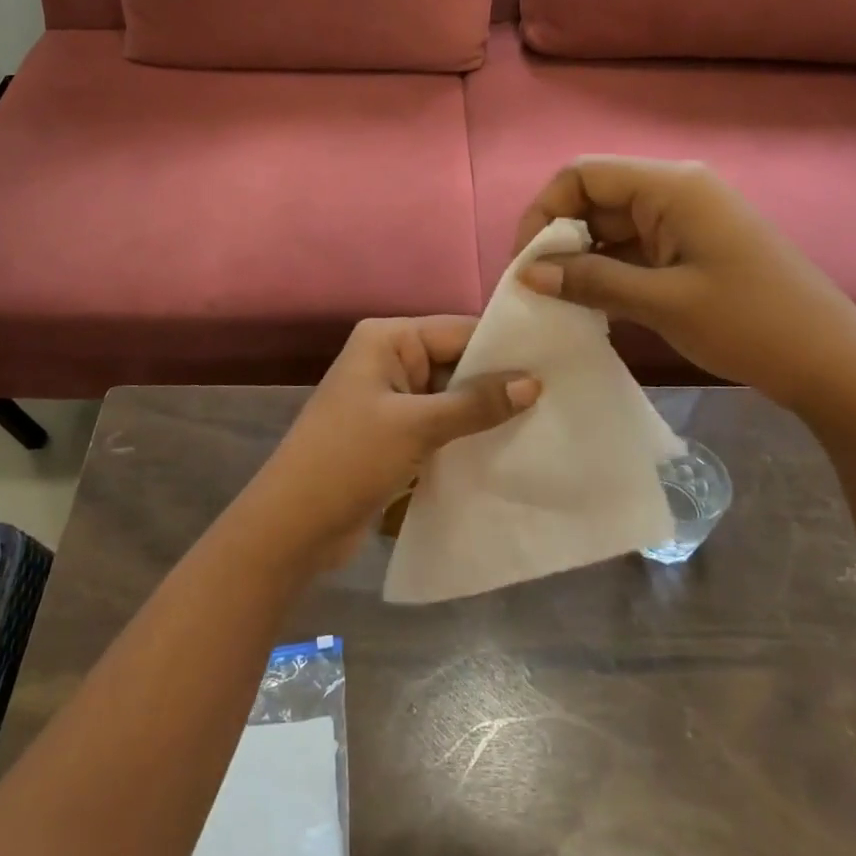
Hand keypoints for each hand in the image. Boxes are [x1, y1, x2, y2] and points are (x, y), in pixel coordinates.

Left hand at [230, 317, 539, 570]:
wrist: (294, 525)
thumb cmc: (350, 458)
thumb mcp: (417, 426)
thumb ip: (475, 403)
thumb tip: (533, 382)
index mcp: (388, 339)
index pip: (457, 330)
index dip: (504, 347)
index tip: (557, 362)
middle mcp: (390, 359)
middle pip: (456, 361)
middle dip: (499, 381)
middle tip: (561, 395)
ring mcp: (391, 398)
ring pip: (451, 396)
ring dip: (486, 411)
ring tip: (546, 421)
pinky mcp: (394, 433)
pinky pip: (440, 423)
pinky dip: (467, 434)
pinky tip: (508, 446)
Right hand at [514, 157, 855, 415]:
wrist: (835, 364)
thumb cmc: (750, 324)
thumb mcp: (661, 303)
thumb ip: (590, 281)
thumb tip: (528, 273)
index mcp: (671, 187)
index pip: (582, 175)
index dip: (544, 212)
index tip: (526, 263)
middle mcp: (676, 191)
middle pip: (595, 198)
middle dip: (559, 238)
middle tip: (537, 288)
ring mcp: (687, 220)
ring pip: (612, 225)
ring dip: (582, 258)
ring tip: (559, 301)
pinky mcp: (693, 248)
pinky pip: (634, 248)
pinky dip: (608, 270)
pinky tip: (592, 303)